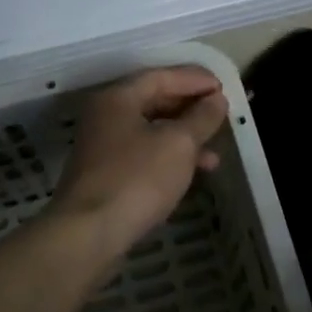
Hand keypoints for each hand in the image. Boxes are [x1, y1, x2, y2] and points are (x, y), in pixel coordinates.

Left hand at [50, 67, 230, 254]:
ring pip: (151, 131)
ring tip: (215, 154)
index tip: (223, 88)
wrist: (89, 235)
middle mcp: (106, 116)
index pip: (161, 76)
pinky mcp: (106, 176)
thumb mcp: (179, 144)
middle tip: (220, 114)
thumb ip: (201, 118)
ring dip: (184, 138)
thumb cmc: (136, 178)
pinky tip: (191, 174)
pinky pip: (144, 155)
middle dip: (190, 108)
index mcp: (119, 98)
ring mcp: (103, 148)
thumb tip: (216, 100)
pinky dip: (169, 158)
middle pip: (154, 101)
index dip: (194, 79)